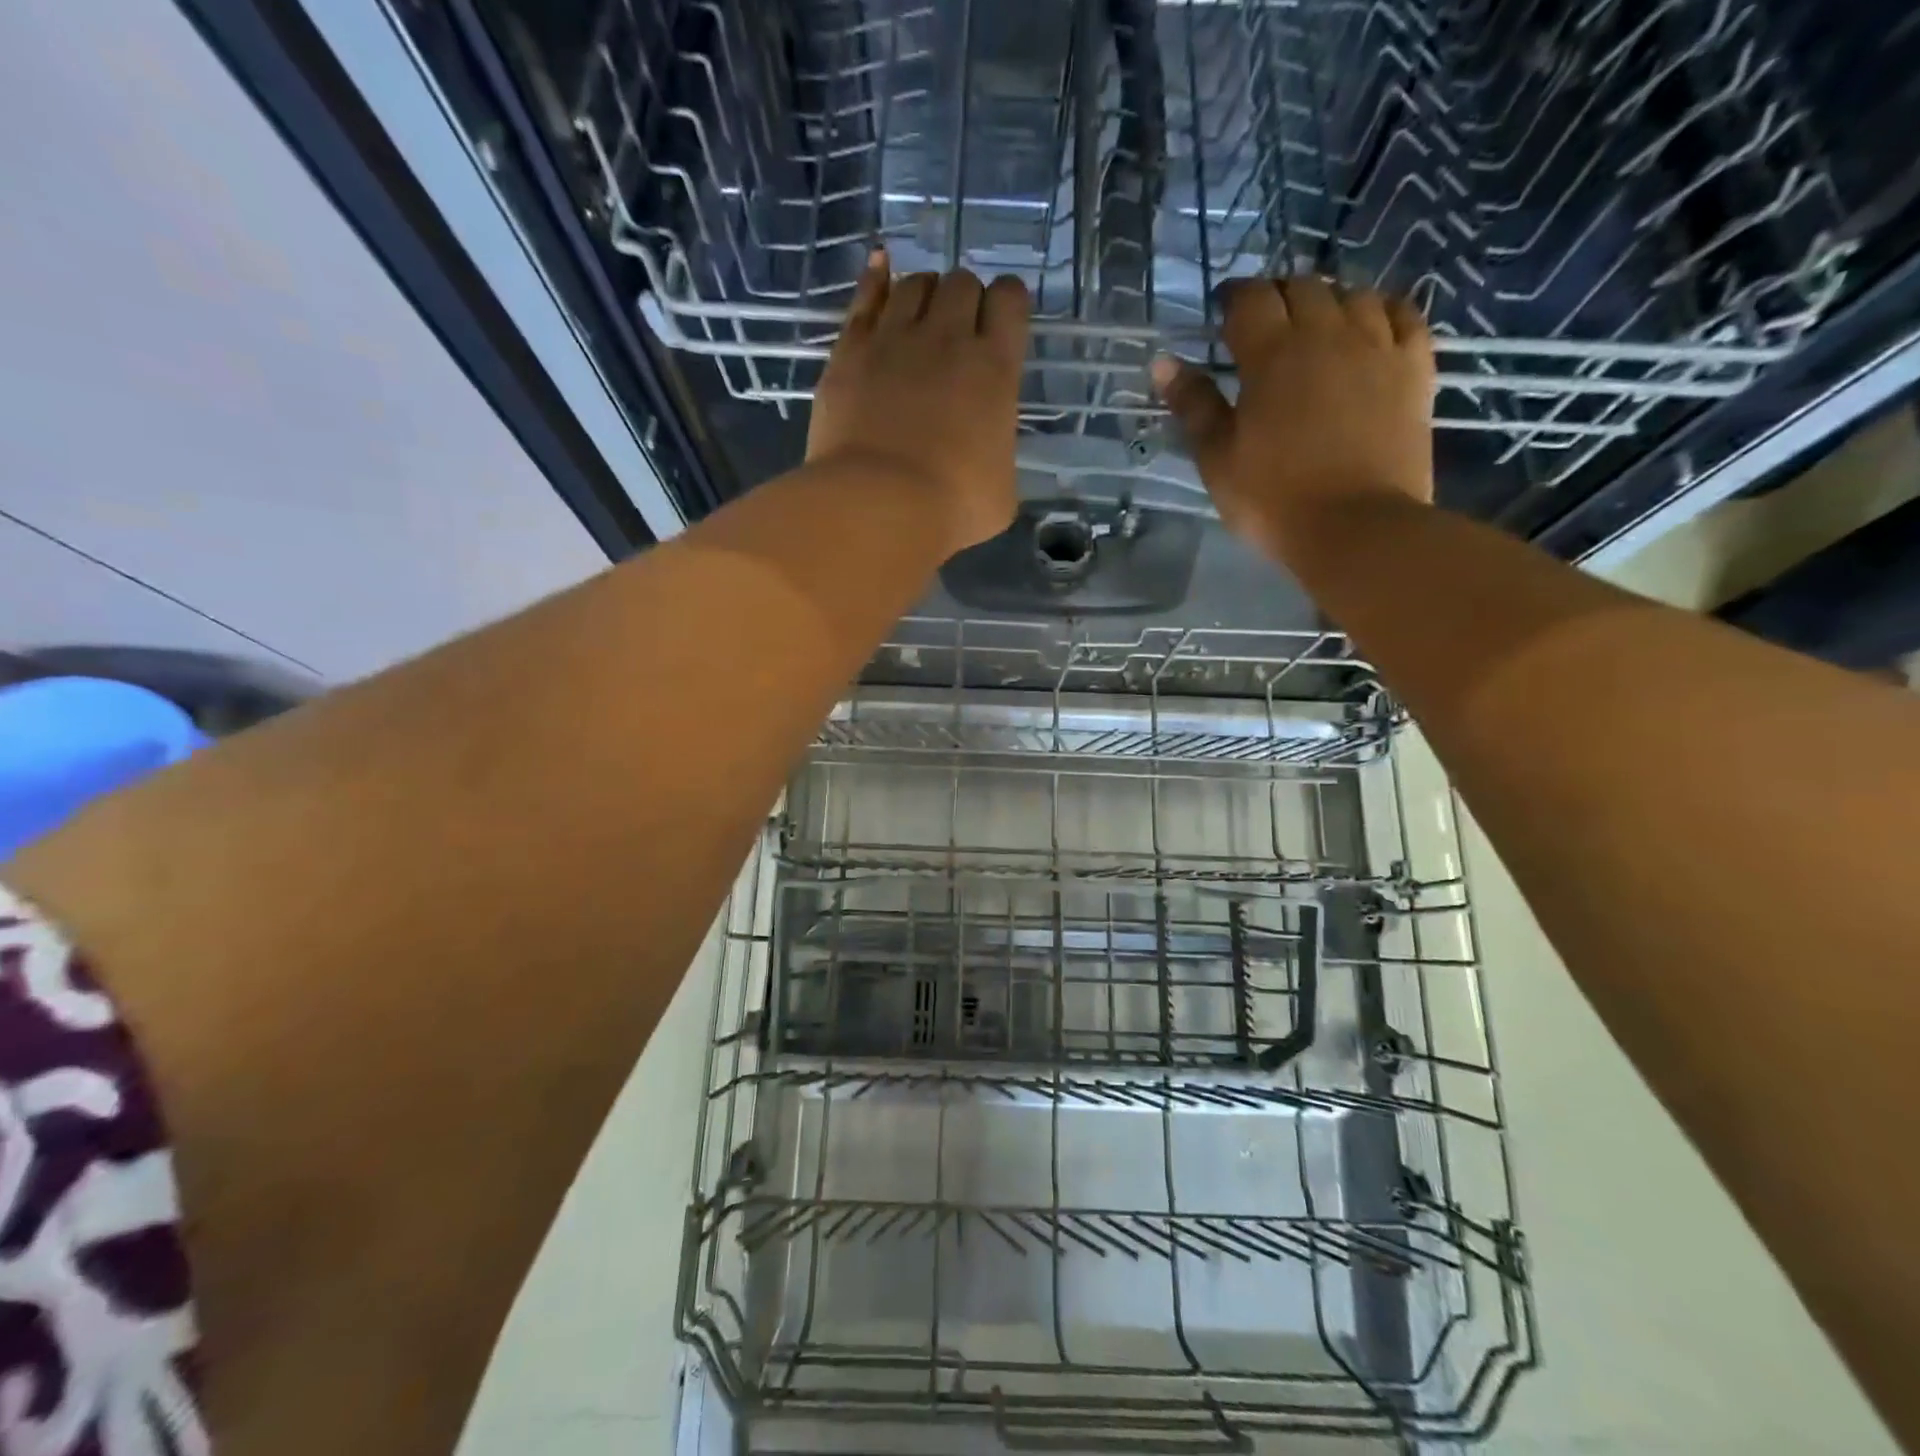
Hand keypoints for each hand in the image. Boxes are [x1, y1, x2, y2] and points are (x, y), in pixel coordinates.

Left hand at [808, 252, 1030, 554]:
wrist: (878, 506)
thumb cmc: (951, 508)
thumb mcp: (1002, 492)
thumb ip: (998, 454)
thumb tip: (986, 452)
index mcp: (995, 368)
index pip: (1010, 300)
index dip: (1008, 304)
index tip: (1002, 323)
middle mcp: (947, 338)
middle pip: (961, 283)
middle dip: (964, 300)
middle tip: (957, 334)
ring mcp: (894, 339)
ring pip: (914, 284)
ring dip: (924, 294)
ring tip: (920, 318)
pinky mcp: (850, 350)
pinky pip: (865, 297)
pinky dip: (876, 279)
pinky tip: (881, 268)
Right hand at [1152, 276, 1434, 561]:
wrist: (1357, 527)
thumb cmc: (1273, 498)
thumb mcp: (1217, 459)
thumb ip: (1193, 406)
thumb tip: (1164, 362)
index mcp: (1272, 354)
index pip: (1250, 299)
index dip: (1233, 299)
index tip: (1222, 314)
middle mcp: (1327, 333)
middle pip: (1302, 287)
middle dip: (1277, 296)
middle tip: (1263, 325)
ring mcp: (1378, 346)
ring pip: (1354, 294)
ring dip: (1328, 301)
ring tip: (1315, 327)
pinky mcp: (1414, 368)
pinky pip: (1403, 316)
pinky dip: (1382, 311)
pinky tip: (1371, 327)